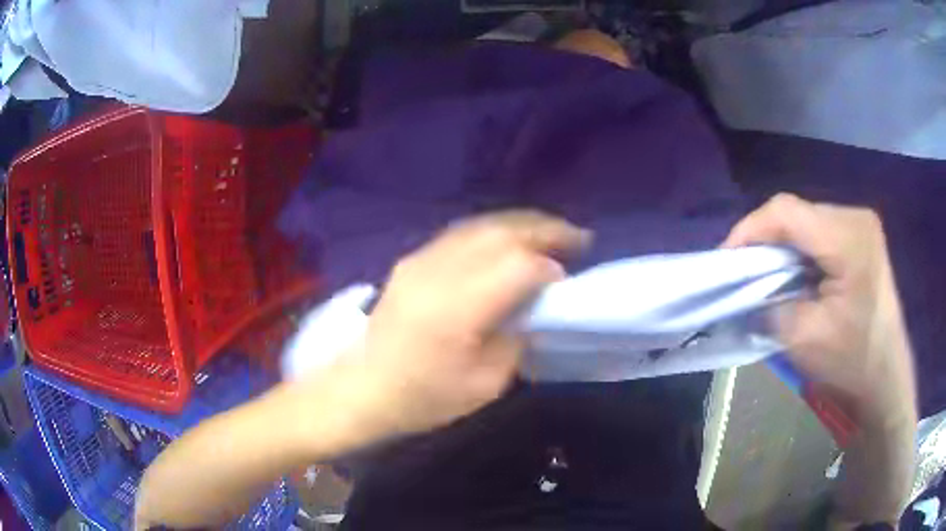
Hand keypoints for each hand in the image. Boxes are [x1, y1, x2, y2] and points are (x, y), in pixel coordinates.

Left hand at [351, 211, 589, 436]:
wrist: (362, 389)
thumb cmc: (423, 398)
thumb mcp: (484, 385)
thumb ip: (516, 340)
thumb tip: (533, 309)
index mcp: (456, 308)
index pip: (516, 266)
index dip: (548, 268)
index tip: (567, 280)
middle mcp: (438, 272)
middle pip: (501, 233)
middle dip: (544, 230)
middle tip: (576, 237)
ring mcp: (420, 260)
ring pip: (481, 225)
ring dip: (521, 225)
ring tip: (550, 232)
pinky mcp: (411, 259)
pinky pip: (462, 233)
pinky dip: (494, 231)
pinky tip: (509, 241)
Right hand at [724, 194, 916, 429]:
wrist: (886, 377)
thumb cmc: (851, 362)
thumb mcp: (804, 338)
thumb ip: (769, 304)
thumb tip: (746, 288)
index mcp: (847, 237)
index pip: (786, 212)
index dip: (749, 229)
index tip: (726, 259)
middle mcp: (855, 217)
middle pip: (796, 212)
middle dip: (765, 239)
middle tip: (744, 270)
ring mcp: (861, 225)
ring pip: (806, 220)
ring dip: (782, 245)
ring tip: (765, 273)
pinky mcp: (862, 237)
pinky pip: (820, 231)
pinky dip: (800, 250)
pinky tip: (794, 273)